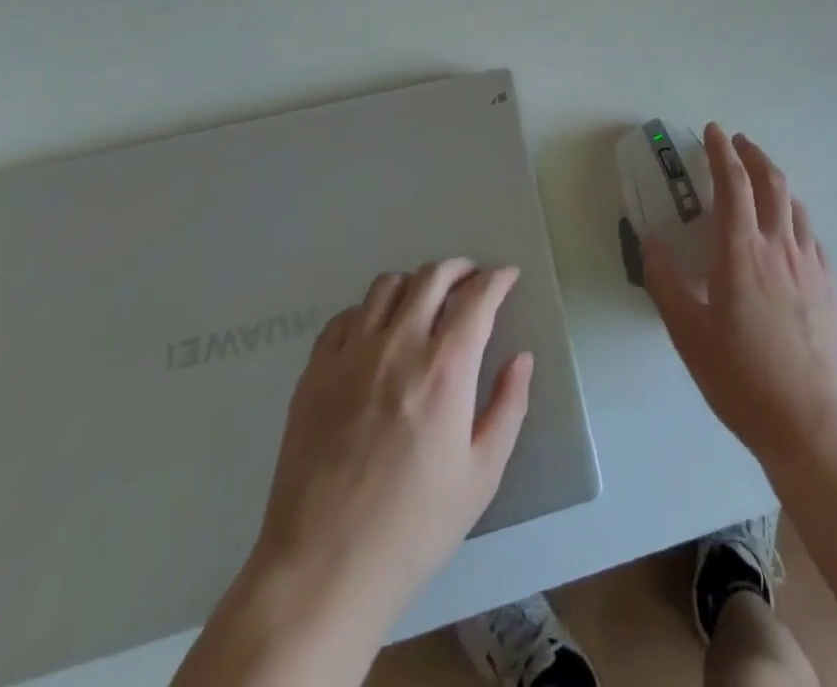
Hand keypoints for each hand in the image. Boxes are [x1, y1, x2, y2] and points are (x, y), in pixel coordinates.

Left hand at [252, 259, 533, 624]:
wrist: (322, 568)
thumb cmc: (413, 526)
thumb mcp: (481, 476)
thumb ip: (508, 407)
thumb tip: (521, 359)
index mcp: (445, 369)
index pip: (477, 298)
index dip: (497, 279)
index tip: (507, 277)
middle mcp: (398, 345)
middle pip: (432, 277)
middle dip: (460, 269)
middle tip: (471, 280)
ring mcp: (351, 354)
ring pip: (386, 285)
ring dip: (415, 284)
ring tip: (425, 302)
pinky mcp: (315, 371)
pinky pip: (345, 316)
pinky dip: (369, 312)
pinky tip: (376, 335)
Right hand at [644, 124, 836, 465]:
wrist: (813, 424)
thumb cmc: (742, 379)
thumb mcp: (688, 334)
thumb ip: (665, 283)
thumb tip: (649, 241)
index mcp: (742, 252)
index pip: (733, 184)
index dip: (721, 151)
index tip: (712, 131)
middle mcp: (780, 247)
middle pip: (772, 182)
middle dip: (753, 154)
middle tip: (737, 142)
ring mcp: (811, 265)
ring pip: (795, 204)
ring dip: (775, 180)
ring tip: (760, 179)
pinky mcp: (830, 286)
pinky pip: (810, 235)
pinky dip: (793, 216)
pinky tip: (788, 231)